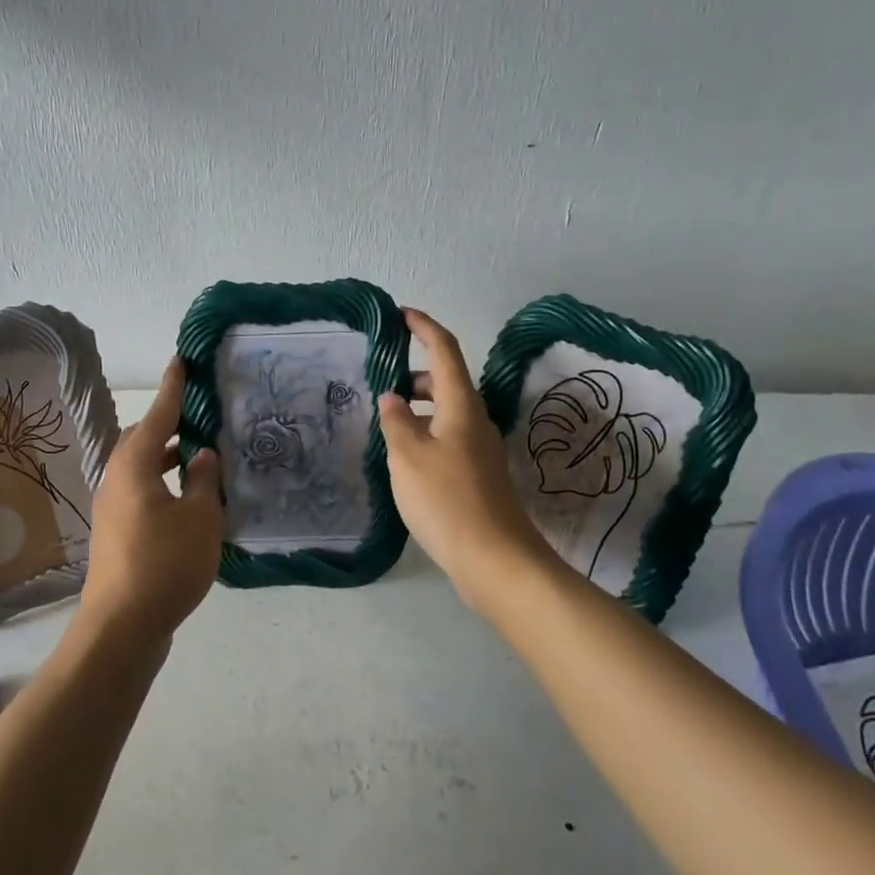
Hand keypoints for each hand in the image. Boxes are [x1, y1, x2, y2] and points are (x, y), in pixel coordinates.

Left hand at [76, 357, 224, 643]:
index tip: (180, 360)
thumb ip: (204, 480)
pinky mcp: (116, 534)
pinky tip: (189, 502)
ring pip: (141, 468)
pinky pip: (142, 493)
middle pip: (142, 440)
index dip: (172, 388)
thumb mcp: (200, 518)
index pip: (158, 415)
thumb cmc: (164, 564)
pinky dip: (163, 484)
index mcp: (135, 466)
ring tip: (200, 457)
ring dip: (167, 458)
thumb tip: (202, 456)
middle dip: (168, 424)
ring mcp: (113, 509)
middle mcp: (117, 480)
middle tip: (199, 415)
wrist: (121, 627)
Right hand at [378, 308, 550, 611]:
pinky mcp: (478, 473)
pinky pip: (448, 436)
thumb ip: (396, 421)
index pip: (444, 349)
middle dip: (414, 372)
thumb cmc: (446, 499)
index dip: (423, 327)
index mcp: (460, 404)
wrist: (495, 559)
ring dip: (418, 405)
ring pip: (446, 411)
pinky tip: (405, 455)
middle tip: (380, 380)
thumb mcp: (408, 456)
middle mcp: (475, 419)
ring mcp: (479, 448)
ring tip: (386, 420)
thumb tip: (393, 398)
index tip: (400, 314)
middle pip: (446, 380)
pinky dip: (426, 431)